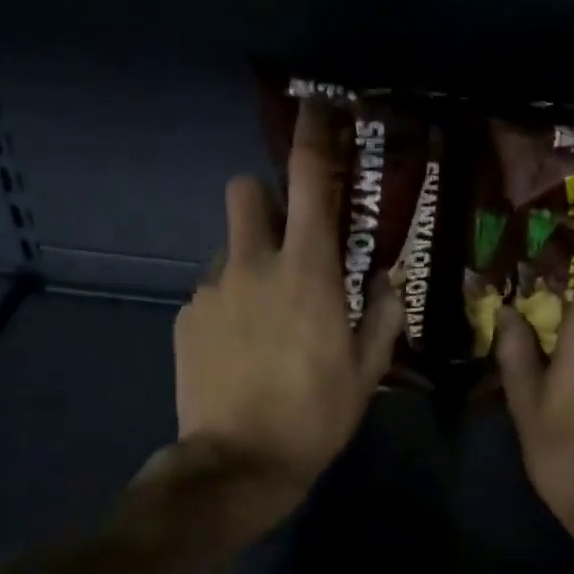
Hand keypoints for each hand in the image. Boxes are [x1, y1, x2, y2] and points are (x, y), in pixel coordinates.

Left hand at [170, 99, 402, 528]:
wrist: (238, 462)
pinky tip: (239, 349)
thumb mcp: (365, 373)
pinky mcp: (185, 319)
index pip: (310, 182)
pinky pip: (210, 293)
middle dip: (266, 201)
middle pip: (246, 192)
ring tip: (265, 317)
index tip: (317, 111)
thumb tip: (388, 280)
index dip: (313, 138)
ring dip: (249, 263)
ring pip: (229, 249)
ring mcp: (211, 290)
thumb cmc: (314, 416)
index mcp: (307, 272)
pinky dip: (228, 305)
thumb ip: (380, 316)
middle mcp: (253, 265)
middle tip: (287, 242)